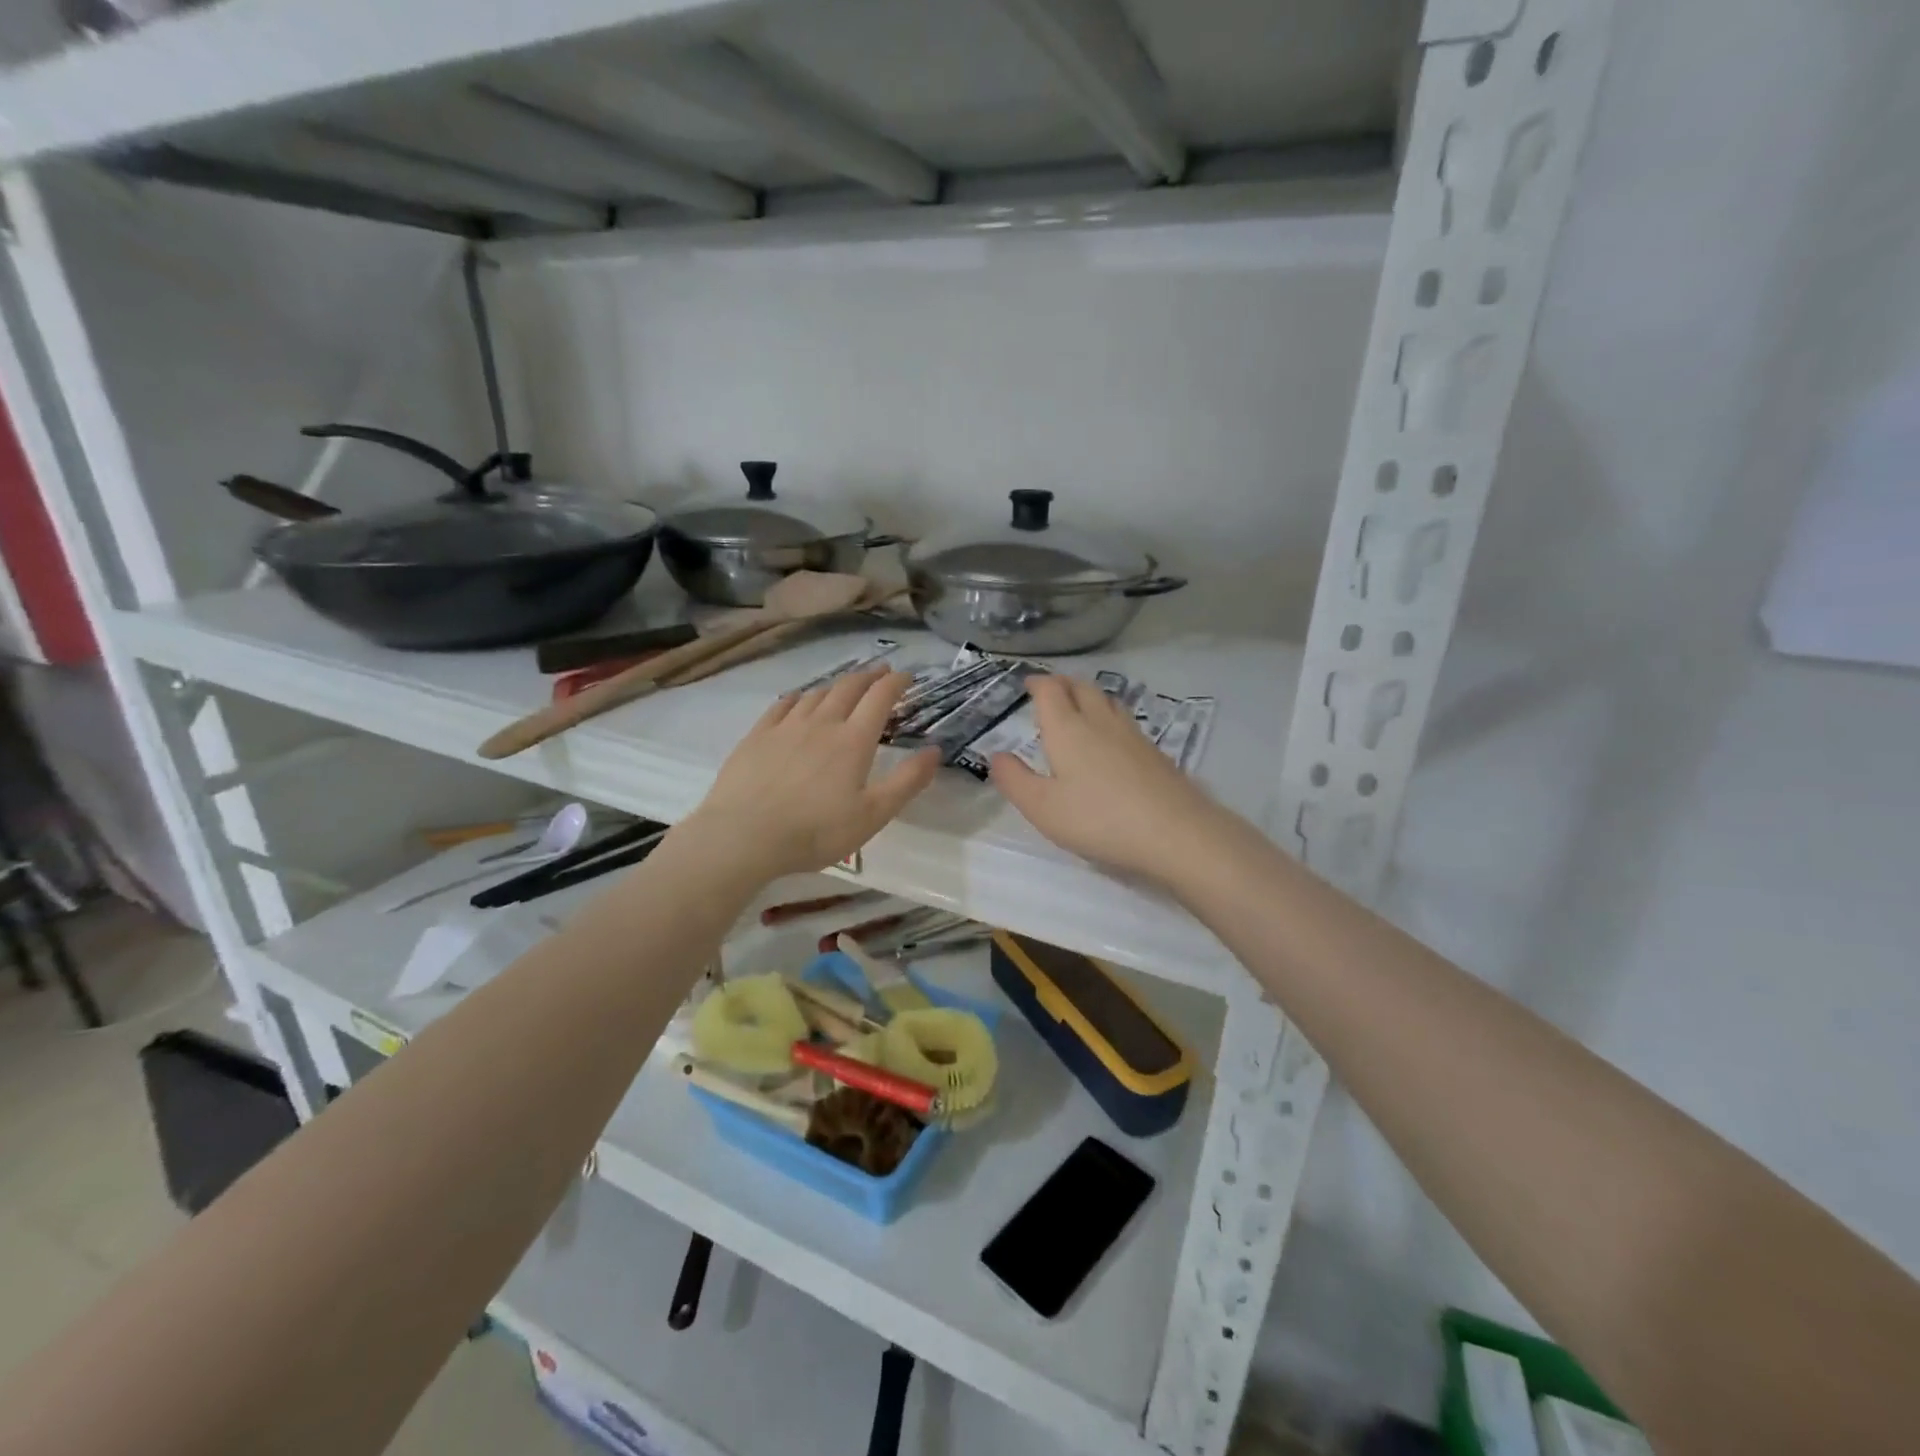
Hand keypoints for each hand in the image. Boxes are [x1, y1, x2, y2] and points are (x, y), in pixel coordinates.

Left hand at [683, 669, 938, 881]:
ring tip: (845, 687)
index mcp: (853, 741)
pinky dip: (799, 697)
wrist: (743, 836)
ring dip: (836, 685)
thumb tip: (935, 750)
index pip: (880, 698)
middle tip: (881, 672)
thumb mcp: (873, 815)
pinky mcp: (757, 735)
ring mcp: (786, 726)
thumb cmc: (815, 831)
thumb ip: (907, 781)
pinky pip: (782, 704)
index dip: (896, 683)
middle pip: (849, 688)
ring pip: (816, 693)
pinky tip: (799, 699)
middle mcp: (822, 723)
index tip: (907, 676)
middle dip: (869, 676)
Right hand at [990, 675, 1231, 887]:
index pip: (1050, 690)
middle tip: (1050, 691)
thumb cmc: (1098, 818)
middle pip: (1081, 688)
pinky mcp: (1154, 752)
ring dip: (1088, 696)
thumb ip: (1015, 780)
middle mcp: (1100, 722)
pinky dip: (1109, 717)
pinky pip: (1125, 720)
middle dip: (1062, 684)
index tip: (1027, 684)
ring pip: (1107, 700)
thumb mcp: (1042, 807)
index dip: (1037, 683)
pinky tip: (1111, 739)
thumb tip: (996, 755)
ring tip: (1079, 707)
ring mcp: (1132, 735)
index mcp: (1068, 729)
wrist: (1175, 832)